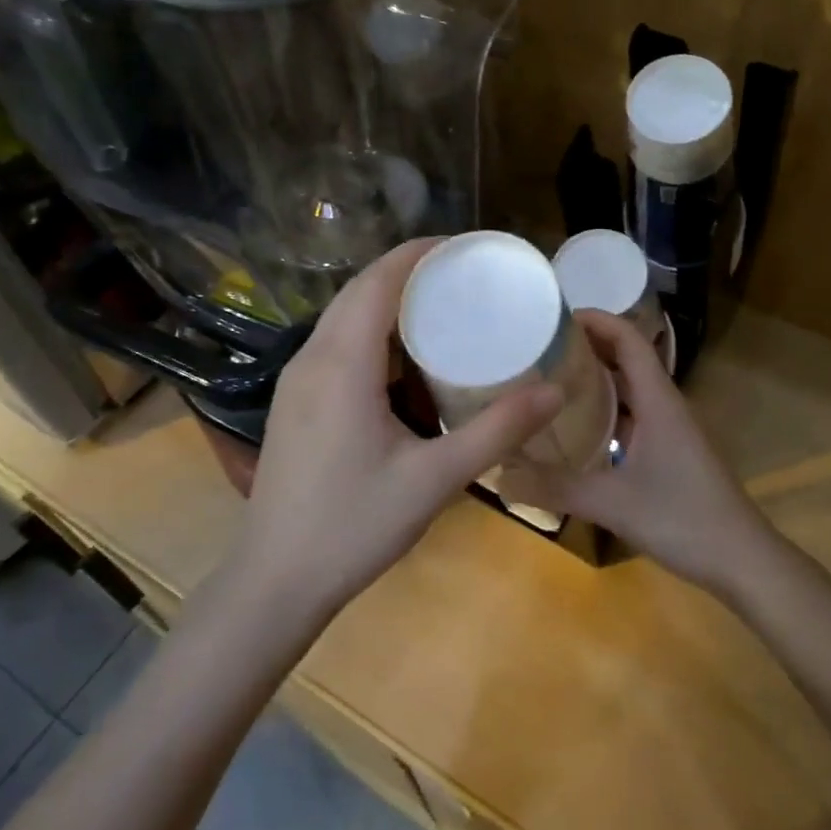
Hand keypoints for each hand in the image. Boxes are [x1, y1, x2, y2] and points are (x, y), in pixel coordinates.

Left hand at [232, 239, 563, 613]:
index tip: (467, 248)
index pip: (378, 281)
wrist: (275, 580)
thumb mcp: (435, 479)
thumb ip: (497, 431)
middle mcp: (312, 358)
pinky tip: (404, 359)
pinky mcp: (294, 402)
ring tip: (443, 307)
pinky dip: (372, 331)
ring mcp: (297, 381)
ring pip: (344, 317)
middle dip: (410, 272)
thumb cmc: (354, 526)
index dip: (420, 253)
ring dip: (388, 301)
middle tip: (466, 276)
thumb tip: (555, 390)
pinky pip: (336, 343)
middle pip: (360, 291)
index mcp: (342, 364)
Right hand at [500, 310, 772, 594]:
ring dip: (597, 378)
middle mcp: (666, 405)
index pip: (629, 339)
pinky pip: (634, 416)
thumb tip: (499, 475)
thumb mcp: (613, 503)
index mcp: (659, 401)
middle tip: (541, 348)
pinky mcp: (671, 453)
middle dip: (588, 346)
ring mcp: (671, 430)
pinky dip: (607, 410)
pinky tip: (579, 429)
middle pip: (628, 358)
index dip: (597, 320)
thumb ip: (556, 488)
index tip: (555, 316)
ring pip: (632, 389)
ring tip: (551, 380)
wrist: (743, 560)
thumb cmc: (684, 518)